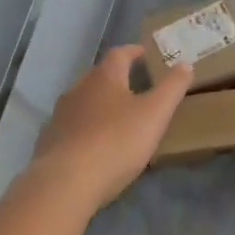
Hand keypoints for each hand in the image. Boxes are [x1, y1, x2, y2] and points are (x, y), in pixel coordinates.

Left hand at [31, 45, 191, 208]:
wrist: (66, 182)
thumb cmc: (116, 141)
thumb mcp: (155, 114)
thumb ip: (172, 88)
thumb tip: (185, 64)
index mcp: (104, 78)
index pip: (119, 54)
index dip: (133, 52)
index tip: (144, 53)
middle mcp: (78, 89)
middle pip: (98, 76)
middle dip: (116, 78)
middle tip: (135, 86)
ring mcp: (60, 115)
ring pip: (83, 101)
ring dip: (99, 104)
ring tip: (116, 116)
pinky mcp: (50, 140)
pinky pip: (71, 126)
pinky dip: (85, 128)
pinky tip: (93, 144)